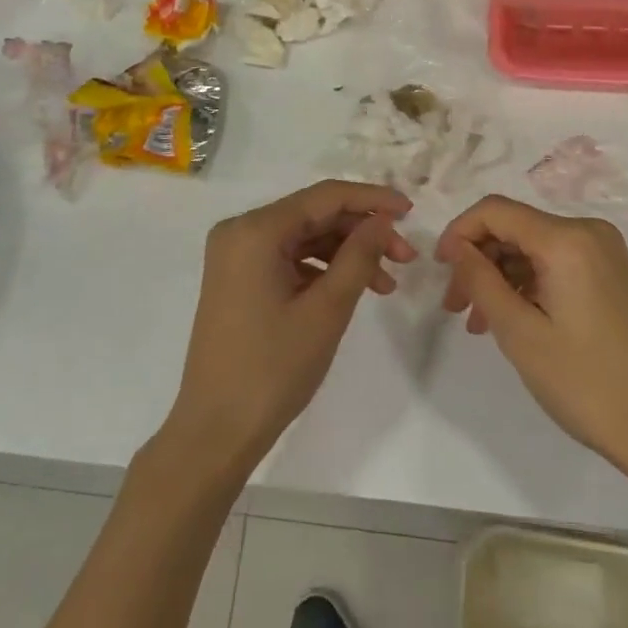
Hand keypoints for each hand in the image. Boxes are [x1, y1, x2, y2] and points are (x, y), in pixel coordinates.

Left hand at [162, 180, 414, 480]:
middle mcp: (240, 231)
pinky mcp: (239, 278)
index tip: (411, 211)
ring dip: (346, 253)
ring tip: (387, 283)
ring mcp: (236, 255)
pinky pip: (288, 258)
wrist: (216, 431)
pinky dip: (322, 269)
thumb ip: (359, 255)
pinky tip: (354, 289)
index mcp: (255, 230)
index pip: (324, 197)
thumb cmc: (273, 368)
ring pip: (304, 237)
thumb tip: (383, 219)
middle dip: (362, 232)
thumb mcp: (326, 309)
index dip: (371, 199)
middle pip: (314, 215)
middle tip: (406, 257)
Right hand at [436, 195, 627, 487]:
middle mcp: (588, 232)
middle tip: (455, 307)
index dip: (459, 233)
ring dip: (500, 276)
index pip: (494, 210)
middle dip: (478, 260)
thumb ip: (480, 280)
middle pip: (514, 228)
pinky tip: (511, 319)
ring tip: (478, 322)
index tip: (439, 271)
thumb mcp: (519, 332)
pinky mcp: (612, 275)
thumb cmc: (587, 382)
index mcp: (567, 238)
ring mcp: (605, 253)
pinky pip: (556, 264)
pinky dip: (527, 285)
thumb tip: (457, 247)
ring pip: (533, 248)